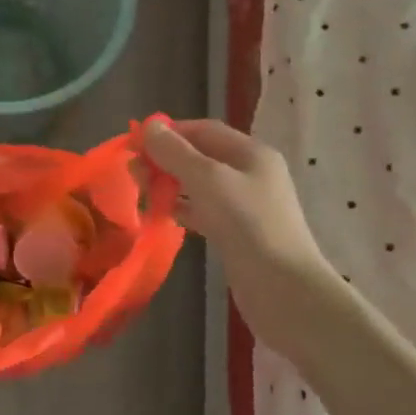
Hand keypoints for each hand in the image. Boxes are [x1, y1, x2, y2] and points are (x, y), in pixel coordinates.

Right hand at [141, 119, 333, 297]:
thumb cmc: (248, 224)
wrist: (282, 288)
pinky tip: (160, 215)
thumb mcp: (207, 180)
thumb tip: (149, 126)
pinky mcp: (237, 232)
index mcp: (251, 153)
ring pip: (199, 185)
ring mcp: (245, 205)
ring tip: (141, 192)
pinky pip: (203, 210)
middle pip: (201, 156)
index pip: (204, 130)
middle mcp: (250, 173)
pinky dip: (181, 209)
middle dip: (166, 160)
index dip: (169, 132)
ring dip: (170, 184)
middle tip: (133, 172)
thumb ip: (176, 152)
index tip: (135, 143)